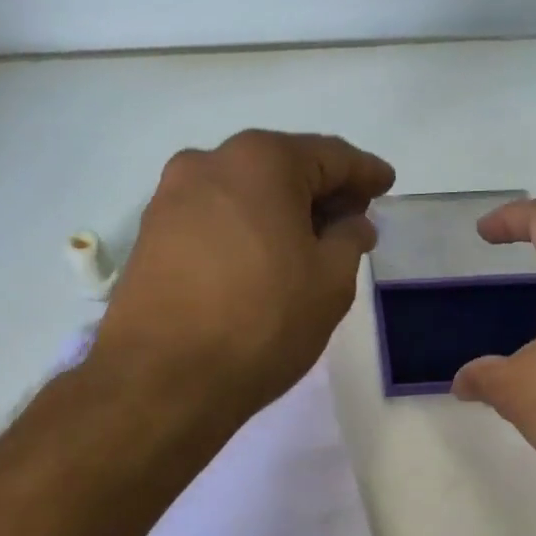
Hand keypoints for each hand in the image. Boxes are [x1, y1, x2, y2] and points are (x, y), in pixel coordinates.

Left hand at [93, 129, 395, 417]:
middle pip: (280, 168)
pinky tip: (260, 261)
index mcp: (261, 161)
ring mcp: (170, 199)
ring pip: (242, 194)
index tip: (386, 183)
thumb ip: (349, 240)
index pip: (329, 156)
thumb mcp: (330, 283)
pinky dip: (244, 231)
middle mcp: (208, 163)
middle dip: (319, 191)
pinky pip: (212, 221)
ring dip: (279, 212)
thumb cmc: (261, 323)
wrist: (162, 379)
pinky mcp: (150, 236)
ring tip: (306, 245)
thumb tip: (351, 222)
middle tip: (351, 219)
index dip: (364, 172)